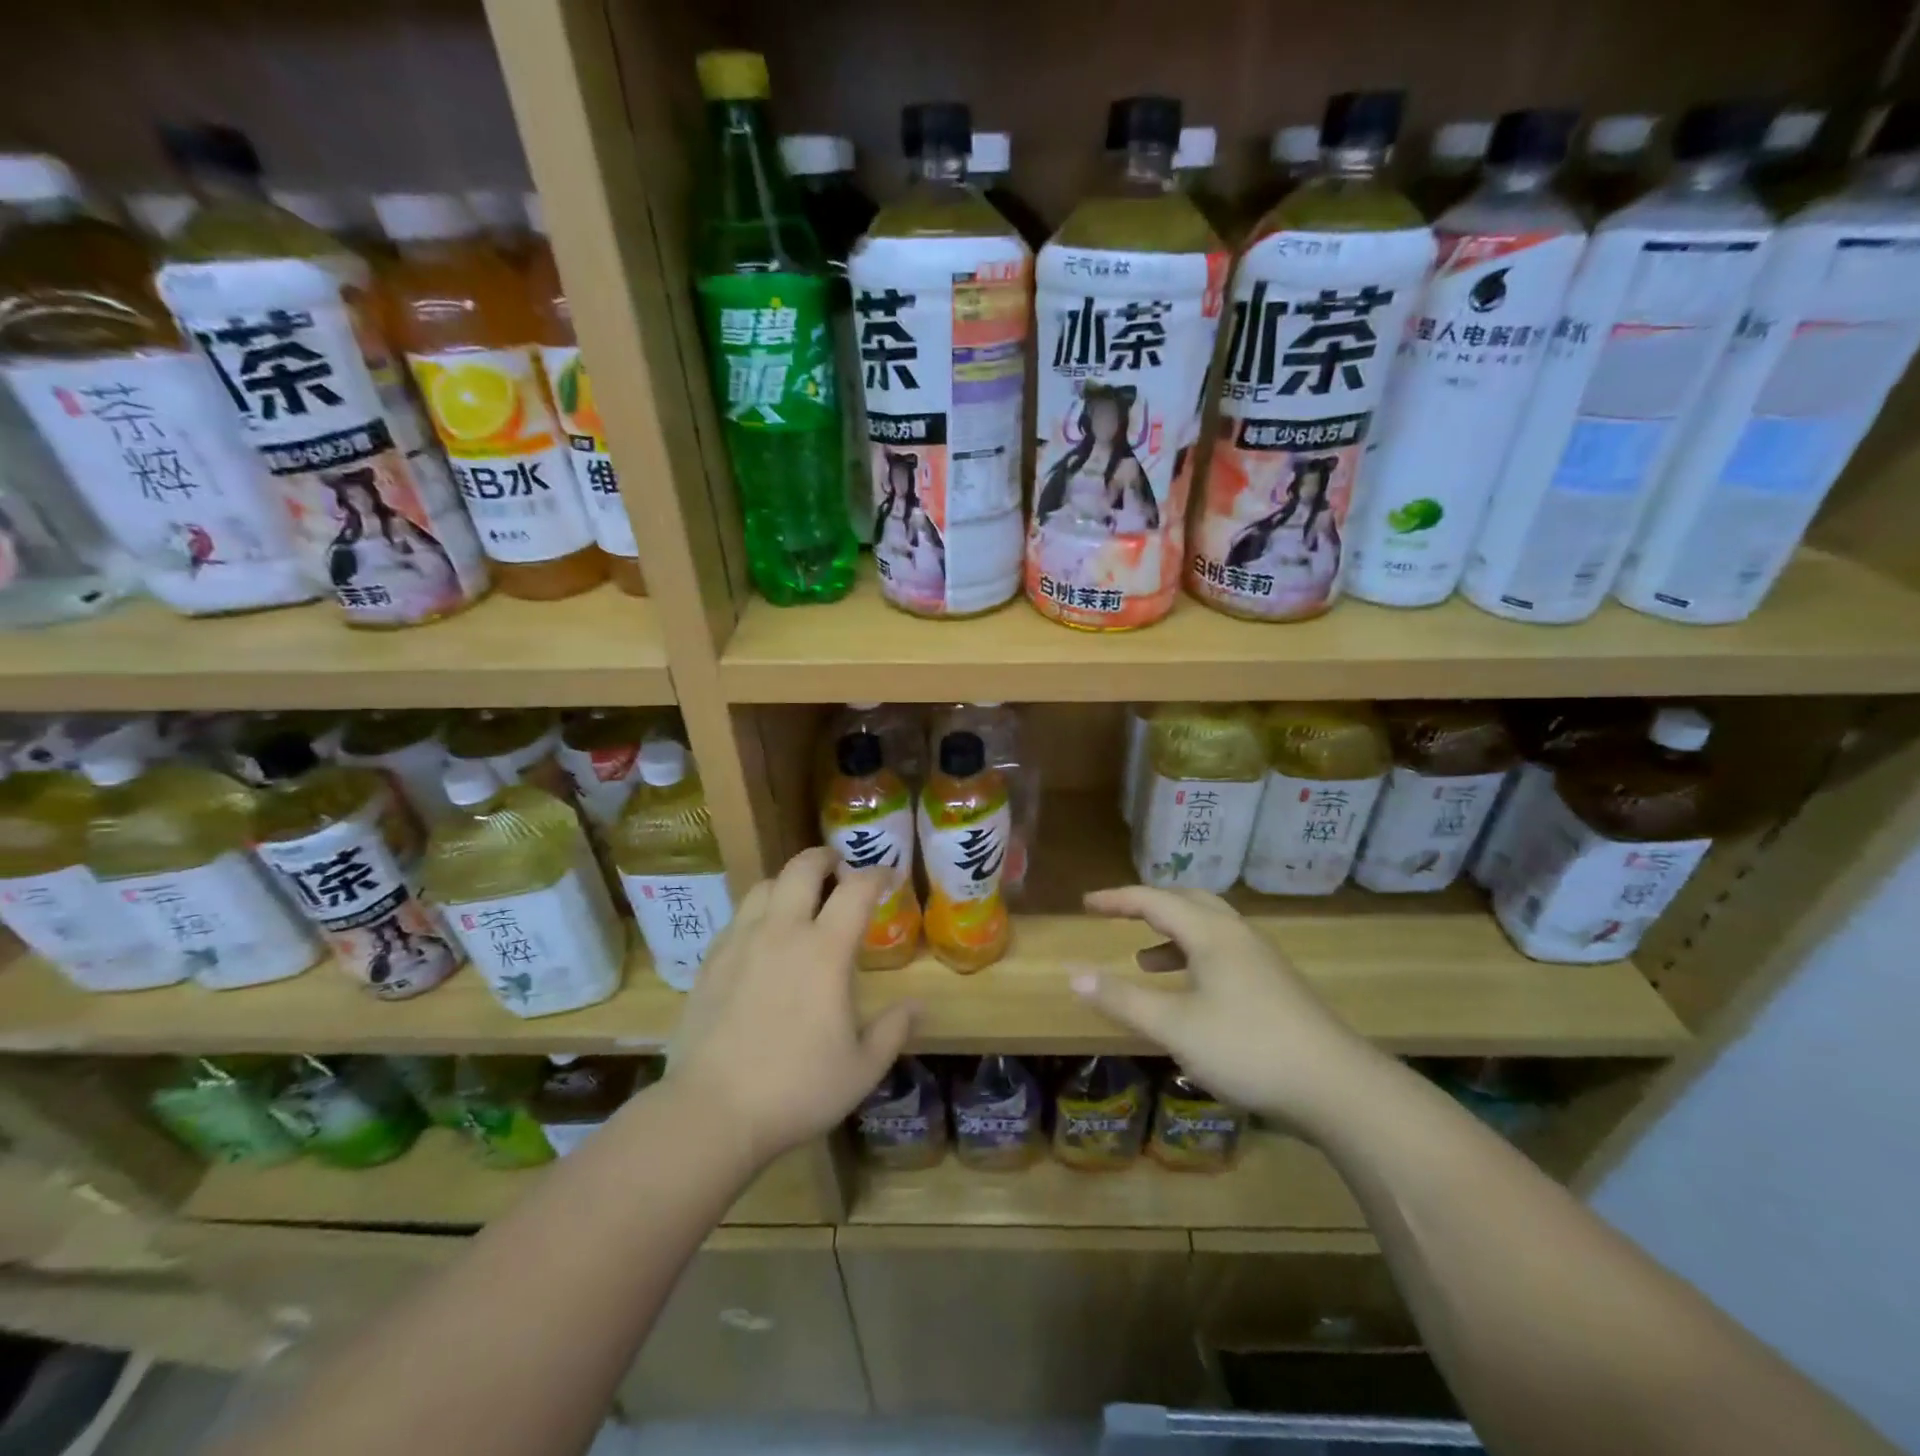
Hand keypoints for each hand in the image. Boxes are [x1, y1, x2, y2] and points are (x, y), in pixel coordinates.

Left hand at [663, 848, 914, 1164]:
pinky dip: (758, 912)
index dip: (876, 874)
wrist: (710, 1112)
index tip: (888, 875)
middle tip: (838, 867)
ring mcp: (740, 943)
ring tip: (799, 899)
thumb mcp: (862, 1069)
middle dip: (825, 858)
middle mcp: (782, 932)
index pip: (856, 890)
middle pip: (802, 869)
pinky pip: (738, 917)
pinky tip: (762, 938)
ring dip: (788, 881)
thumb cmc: (796, 1089)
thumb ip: (893, 1030)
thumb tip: (918, 1005)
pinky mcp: (711, 961)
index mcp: (824, 951)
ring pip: (764, 886)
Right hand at [1071, 885, 1386, 1126]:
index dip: (1117, 899)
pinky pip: (1224, 952)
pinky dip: (1194, 958)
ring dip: (1172, 935)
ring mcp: (1262, 959)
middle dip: (1149, 906)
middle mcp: (1237, 935)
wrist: (1339, 1088)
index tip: (1086, 903)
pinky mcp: (1275, 985)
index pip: (1154, 900)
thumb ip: (1123, 999)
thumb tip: (1073, 974)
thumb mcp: (1175, 1027)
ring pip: (1209, 928)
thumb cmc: (1248, 1048)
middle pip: (1187, 902)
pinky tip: (1190, 994)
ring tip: (1144, 960)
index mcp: (1211, 933)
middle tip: (1118, 917)